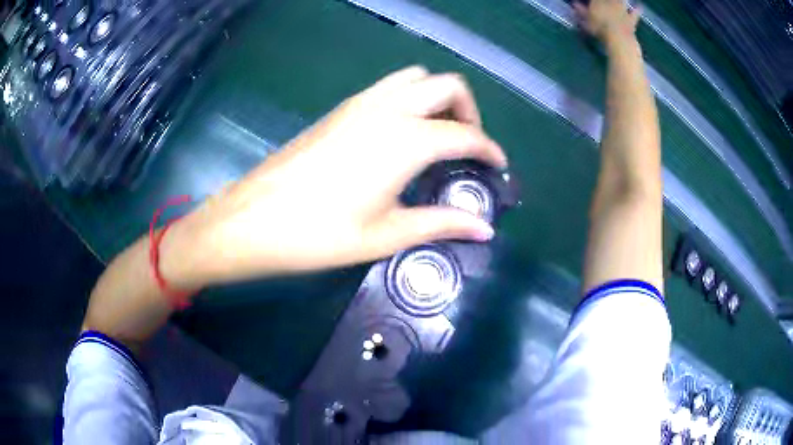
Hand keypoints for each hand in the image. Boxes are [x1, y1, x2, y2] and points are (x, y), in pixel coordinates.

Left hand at [165, 66, 507, 287]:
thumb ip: (441, 224)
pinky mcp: (341, 108)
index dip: (489, 149)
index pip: (465, 134)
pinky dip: (410, 98)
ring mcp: (361, 103)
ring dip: (437, 98)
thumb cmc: (319, 234)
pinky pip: (389, 87)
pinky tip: (402, 134)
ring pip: (416, 78)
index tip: (497, 165)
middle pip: (446, 85)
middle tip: (466, 146)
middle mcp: (388, 109)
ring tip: (437, 135)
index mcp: (406, 140)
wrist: (254, 220)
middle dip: (468, 110)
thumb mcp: (387, 235)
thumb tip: (485, 230)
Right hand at [573, 0, 640, 43]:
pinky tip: (639, 6)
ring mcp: (621, 10)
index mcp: (597, 2)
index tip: (593, 1)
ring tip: (627, 1)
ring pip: (621, 1)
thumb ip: (581, 12)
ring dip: (622, 1)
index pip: (595, 0)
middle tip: (608, 0)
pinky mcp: (631, 19)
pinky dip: (637, 10)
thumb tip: (574, 4)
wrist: (618, 39)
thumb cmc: (600, 29)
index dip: (595, 1)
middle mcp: (610, 3)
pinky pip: (635, 13)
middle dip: (607, 0)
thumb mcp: (586, 22)